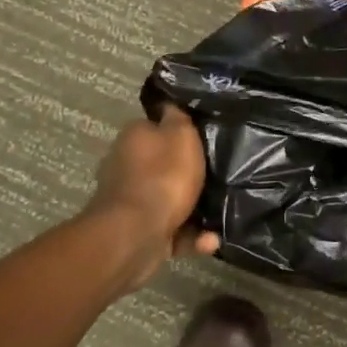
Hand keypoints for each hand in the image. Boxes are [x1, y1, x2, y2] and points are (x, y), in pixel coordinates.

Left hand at [84, 107, 219, 292]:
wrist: (136, 234)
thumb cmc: (163, 176)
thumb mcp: (181, 135)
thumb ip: (178, 118)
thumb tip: (170, 106)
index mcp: (133, 138)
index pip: (156, 126)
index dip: (178, 131)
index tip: (203, 139)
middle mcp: (126, 166)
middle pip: (162, 164)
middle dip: (187, 173)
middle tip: (217, 176)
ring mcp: (130, 201)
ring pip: (169, 200)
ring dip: (194, 208)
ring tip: (220, 215)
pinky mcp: (138, 232)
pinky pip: (171, 231)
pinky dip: (190, 236)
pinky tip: (210, 240)